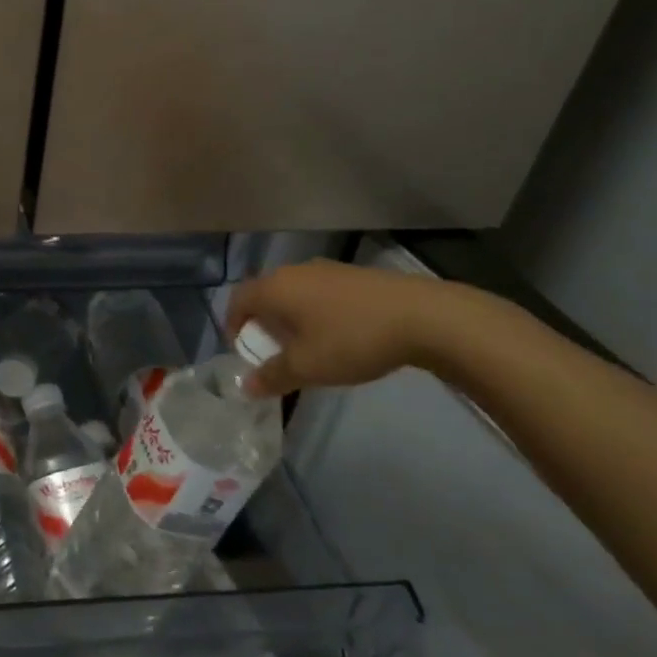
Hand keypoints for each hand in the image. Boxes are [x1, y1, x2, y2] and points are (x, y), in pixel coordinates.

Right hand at [227, 259, 454, 395]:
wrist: (423, 317)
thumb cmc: (351, 340)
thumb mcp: (307, 367)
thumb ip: (272, 376)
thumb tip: (245, 387)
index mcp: (275, 288)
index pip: (237, 301)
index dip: (233, 327)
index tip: (243, 353)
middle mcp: (295, 271)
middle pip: (265, 295)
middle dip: (262, 324)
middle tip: (272, 353)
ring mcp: (327, 270)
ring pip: (294, 294)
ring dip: (290, 319)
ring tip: (306, 348)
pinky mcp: (354, 275)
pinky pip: (319, 293)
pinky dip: (315, 313)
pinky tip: (338, 336)